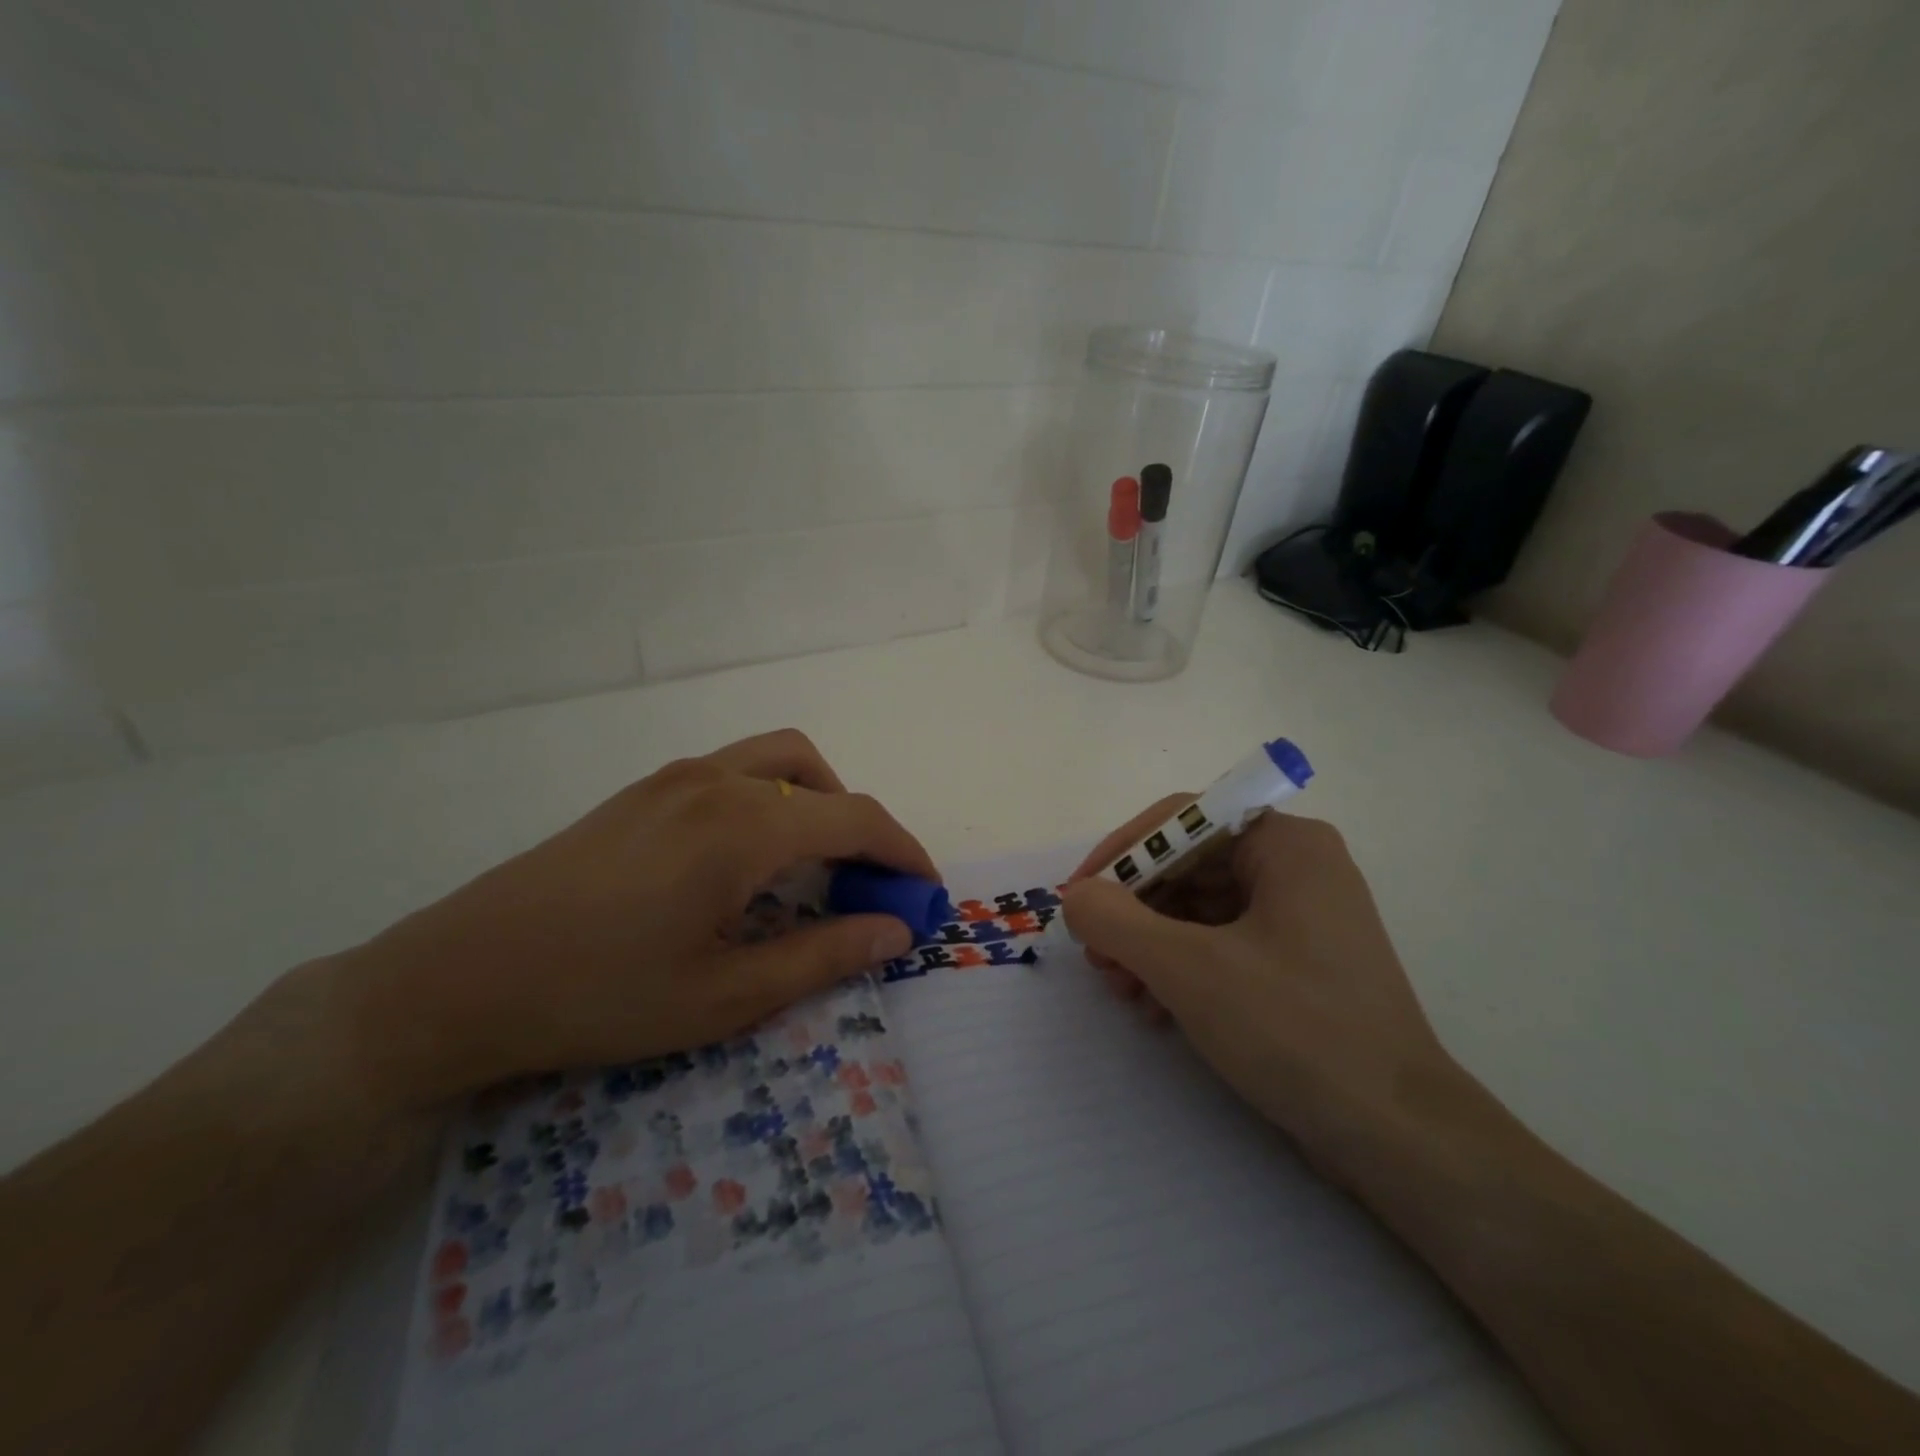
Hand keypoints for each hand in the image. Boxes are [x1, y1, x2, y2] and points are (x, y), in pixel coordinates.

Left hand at [333, 730, 934, 1107]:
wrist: (458, 980)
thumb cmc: (600, 997)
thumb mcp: (725, 995)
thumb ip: (823, 956)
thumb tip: (896, 932)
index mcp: (743, 827)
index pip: (856, 819)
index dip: (903, 853)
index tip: (925, 893)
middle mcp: (716, 782)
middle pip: (822, 778)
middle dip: (862, 827)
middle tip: (867, 888)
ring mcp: (674, 778)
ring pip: (777, 760)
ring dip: (817, 801)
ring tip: (814, 866)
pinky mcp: (644, 790)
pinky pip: (735, 771)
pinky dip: (772, 798)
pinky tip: (748, 859)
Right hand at [1060, 800, 1454, 1175]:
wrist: (1400, 1138)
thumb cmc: (1295, 1030)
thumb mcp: (1188, 969)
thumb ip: (1116, 921)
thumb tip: (1076, 896)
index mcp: (1286, 845)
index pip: (1182, 821)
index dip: (1122, 853)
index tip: (1079, 896)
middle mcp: (1298, 867)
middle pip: (1189, 867)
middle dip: (1134, 911)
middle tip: (1096, 956)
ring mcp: (1303, 918)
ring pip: (1201, 910)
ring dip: (1151, 946)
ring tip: (1123, 992)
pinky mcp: (1300, 965)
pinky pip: (1224, 945)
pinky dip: (1183, 969)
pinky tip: (1157, 1010)